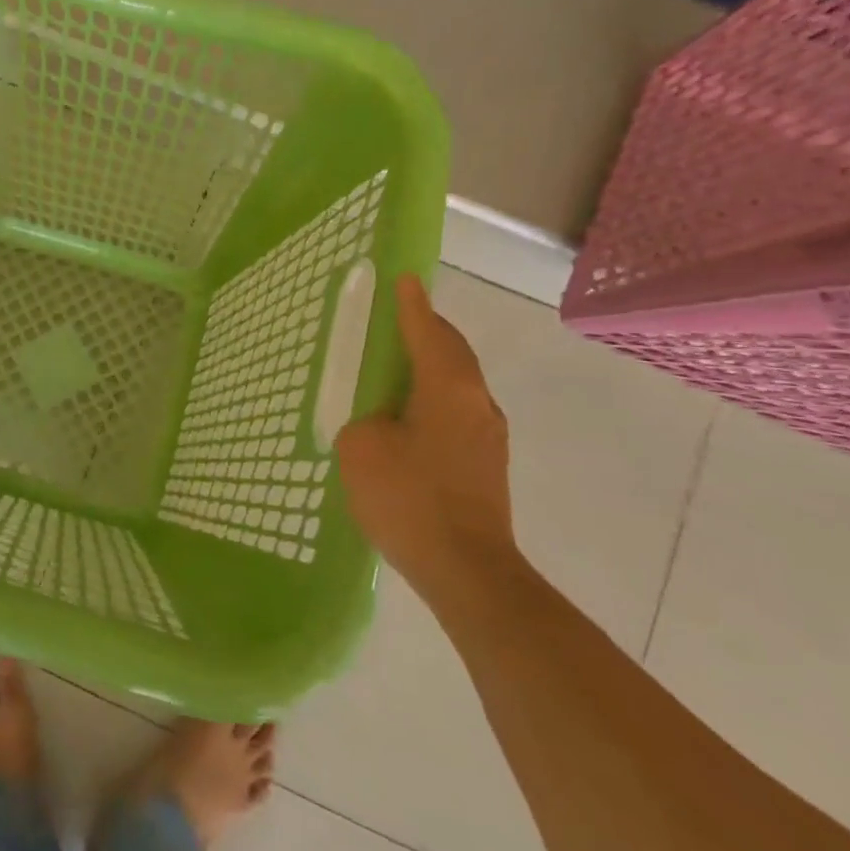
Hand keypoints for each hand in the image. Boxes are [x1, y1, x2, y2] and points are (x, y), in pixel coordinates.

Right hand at [337, 275, 515, 606]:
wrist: (467, 570)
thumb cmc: (410, 498)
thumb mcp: (361, 448)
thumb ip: (365, 421)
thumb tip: (381, 424)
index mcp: (448, 388)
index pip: (427, 332)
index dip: (412, 305)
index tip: (406, 280)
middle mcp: (477, 403)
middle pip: (452, 353)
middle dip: (427, 331)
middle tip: (399, 319)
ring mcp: (488, 436)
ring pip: (458, 384)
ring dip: (431, 367)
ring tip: (397, 368)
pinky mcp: (487, 465)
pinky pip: (456, 413)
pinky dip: (433, 399)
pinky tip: (408, 419)